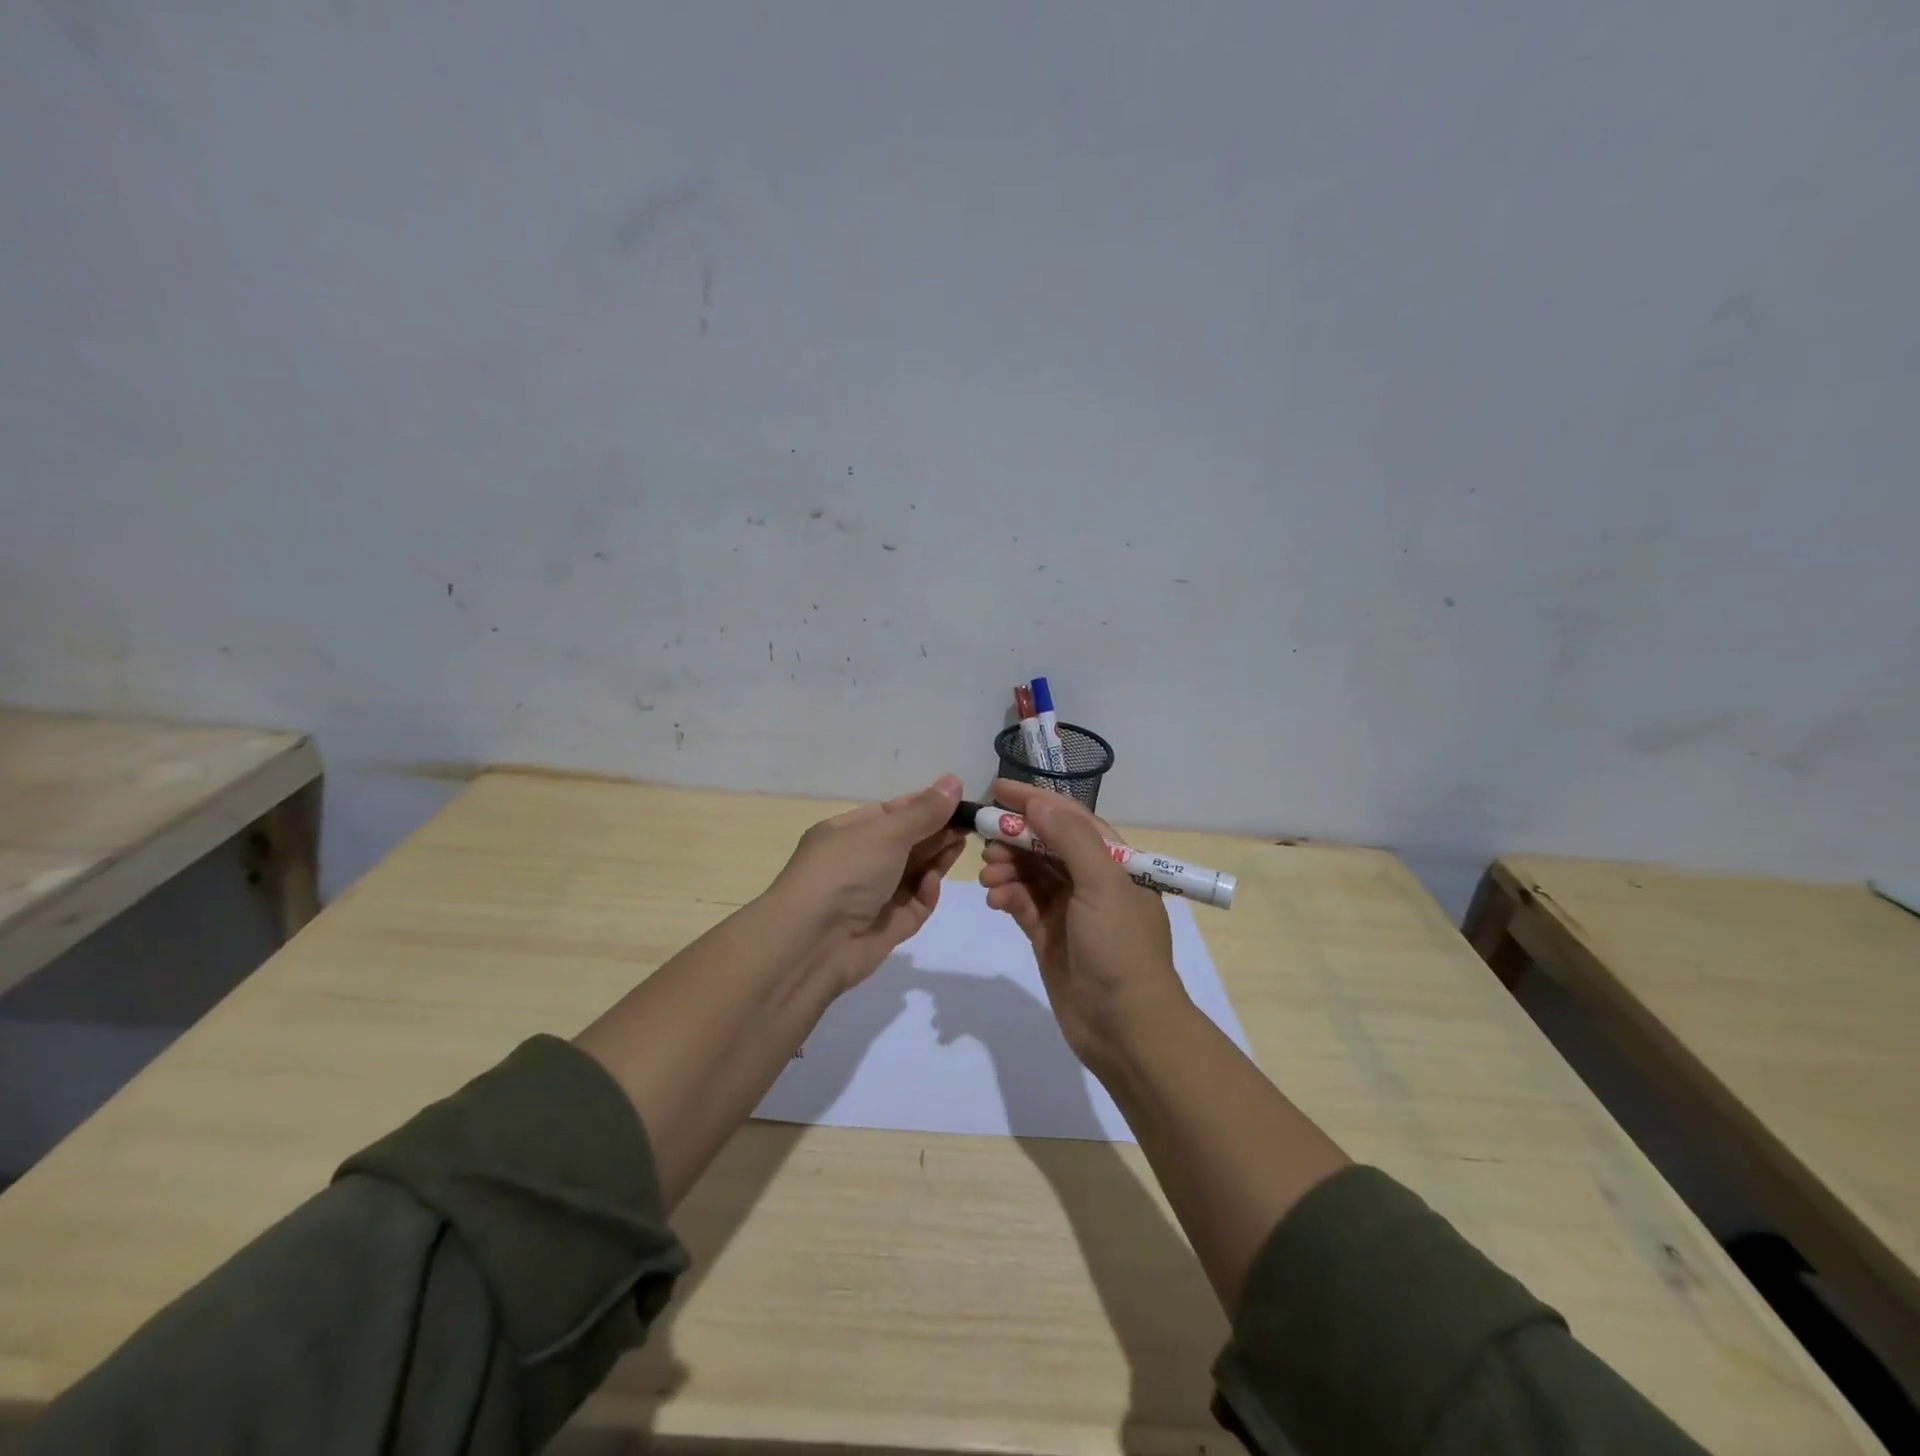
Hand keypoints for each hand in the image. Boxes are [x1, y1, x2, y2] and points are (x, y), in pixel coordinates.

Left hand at [767, 774, 967, 992]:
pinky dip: (926, 893)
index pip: (893, 813)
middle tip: (972, 825)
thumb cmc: (845, 872)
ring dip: (937, 859)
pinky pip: (914, 905)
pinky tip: (934, 883)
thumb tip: (954, 782)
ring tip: (962, 846)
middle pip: (907, 842)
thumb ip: (925, 812)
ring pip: (914, 873)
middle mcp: (858, 862)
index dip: (926, 806)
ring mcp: (872, 896)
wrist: (812, 943)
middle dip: (937, 832)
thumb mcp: (886, 832)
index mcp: (847, 832)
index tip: (960, 802)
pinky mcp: (886, 928)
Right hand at [977, 778, 1190, 1066]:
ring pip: (1030, 872)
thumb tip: (1037, 802)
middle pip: (1045, 844)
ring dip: (1007, 868)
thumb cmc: (1120, 947)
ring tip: (989, 877)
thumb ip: (1070, 839)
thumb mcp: (1103, 884)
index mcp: (1114, 860)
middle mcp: (1091, 879)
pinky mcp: (1048, 934)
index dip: (1034, 800)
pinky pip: (1022, 903)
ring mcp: (1069, 908)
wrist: (1124, 1026)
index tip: (996, 789)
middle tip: (985, 841)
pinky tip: (995, 900)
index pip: (1070, 817)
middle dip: (1014, 838)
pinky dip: (1007, 896)